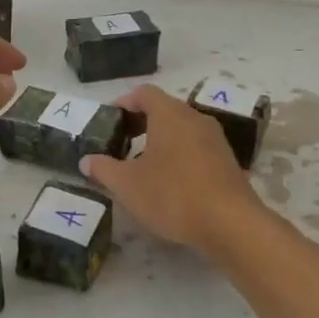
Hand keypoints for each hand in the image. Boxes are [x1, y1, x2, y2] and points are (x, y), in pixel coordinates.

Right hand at [79, 84, 261, 252]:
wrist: (231, 224)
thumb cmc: (173, 195)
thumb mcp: (127, 185)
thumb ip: (103, 169)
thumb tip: (87, 160)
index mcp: (169, 114)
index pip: (144, 93)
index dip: (124, 102)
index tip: (110, 121)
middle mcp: (195, 118)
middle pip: (164, 109)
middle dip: (140, 122)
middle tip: (121, 143)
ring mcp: (215, 139)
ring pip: (182, 129)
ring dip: (160, 140)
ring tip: (142, 165)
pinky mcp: (227, 161)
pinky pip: (197, 147)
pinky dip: (179, 155)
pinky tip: (170, 182)